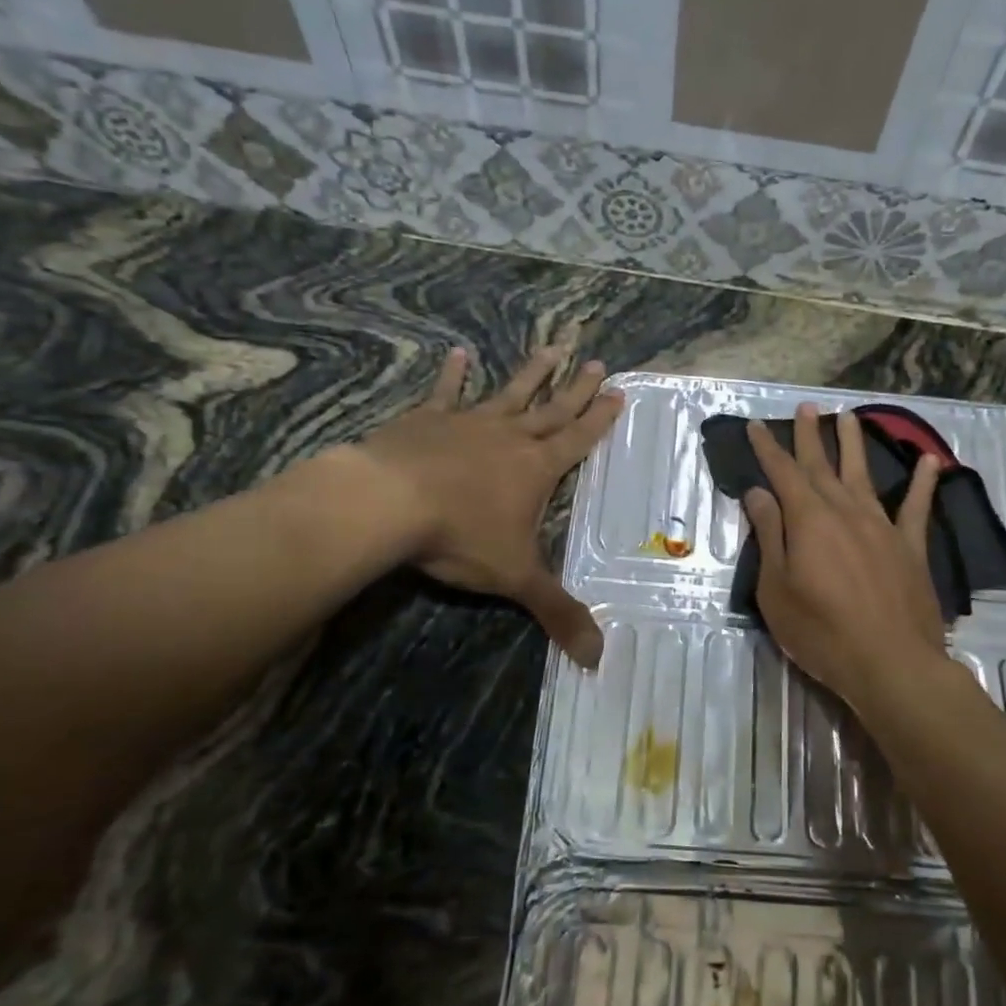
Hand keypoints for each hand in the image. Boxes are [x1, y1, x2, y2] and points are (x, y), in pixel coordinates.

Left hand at [341, 345, 621, 667]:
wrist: (386, 504)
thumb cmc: (459, 536)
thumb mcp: (515, 578)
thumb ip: (557, 613)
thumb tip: (599, 659)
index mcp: (536, 468)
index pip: (578, 439)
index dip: (600, 418)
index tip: (619, 391)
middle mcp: (509, 437)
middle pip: (552, 408)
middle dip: (577, 388)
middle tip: (598, 361)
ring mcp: (467, 423)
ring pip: (509, 392)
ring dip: (532, 372)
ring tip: (552, 346)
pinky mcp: (427, 420)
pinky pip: (445, 393)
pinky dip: (453, 374)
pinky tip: (458, 354)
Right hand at [742, 405, 950, 714]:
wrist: (890, 663)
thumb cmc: (821, 632)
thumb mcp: (777, 589)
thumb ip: (770, 536)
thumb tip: (759, 493)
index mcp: (809, 520)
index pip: (782, 474)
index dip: (768, 449)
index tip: (757, 426)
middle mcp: (845, 512)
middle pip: (822, 466)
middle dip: (811, 436)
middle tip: (807, 408)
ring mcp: (881, 527)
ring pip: (864, 475)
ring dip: (854, 445)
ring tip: (848, 417)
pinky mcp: (910, 547)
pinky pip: (916, 507)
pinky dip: (922, 483)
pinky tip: (929, 461)